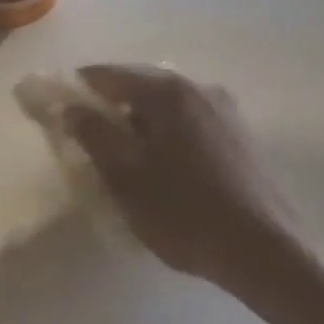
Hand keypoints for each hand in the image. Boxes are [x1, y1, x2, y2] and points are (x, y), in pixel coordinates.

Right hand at [64, 66, 302, 297]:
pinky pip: (189, 121)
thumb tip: (70, 107)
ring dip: (139, 121)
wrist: (266, 249)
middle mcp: (198, 87)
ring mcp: (224, 109)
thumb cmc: (185, 212)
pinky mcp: (239, 134)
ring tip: (123, 156)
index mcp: (168, 92)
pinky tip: (162, 166)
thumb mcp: (126, 177)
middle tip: (87, 139)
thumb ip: (94, 135)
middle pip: (140, 85)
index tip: (57, 110)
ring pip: (166, 105)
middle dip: (109, 106)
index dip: (77, 89)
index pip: (108, 74)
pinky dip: (166, 133)